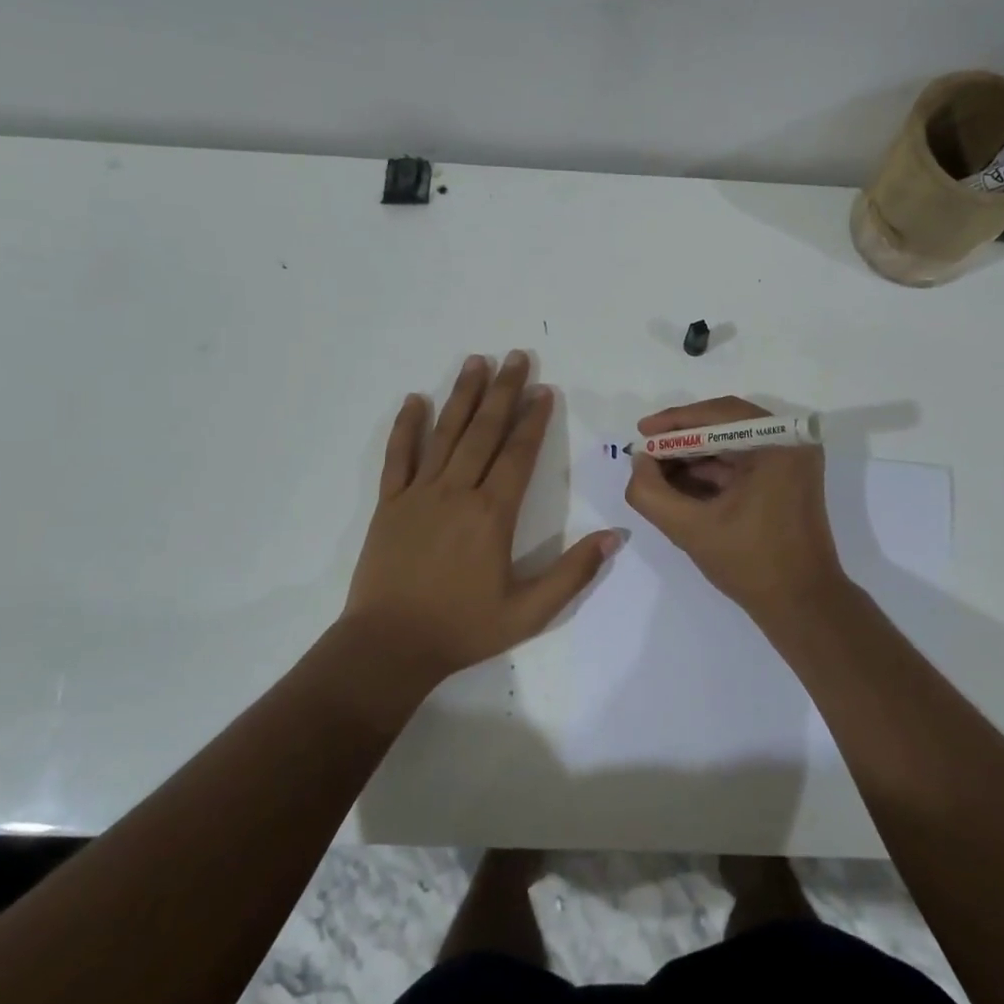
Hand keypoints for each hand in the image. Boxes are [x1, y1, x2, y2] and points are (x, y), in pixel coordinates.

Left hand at [343, 352, 619, 682]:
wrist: (389, 646)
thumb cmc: (463, 629)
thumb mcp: (529, 612)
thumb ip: (573, 573)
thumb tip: (615, 536)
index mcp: (492, 515)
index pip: (518, 454)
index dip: (534, 420)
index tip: (544, 391)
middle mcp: (457, 492)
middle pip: (483, 431)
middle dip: (503, 391)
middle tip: (516, 357)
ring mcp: (418, 494)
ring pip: (444, 433)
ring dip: (462, 395)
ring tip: (475, 361)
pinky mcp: (389, 504)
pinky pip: (397, 456)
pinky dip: (406, 427)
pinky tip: (414, 400)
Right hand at [624, 397, 846, 621]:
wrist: (802, 605)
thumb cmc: (751, 563)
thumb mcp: (691, 528)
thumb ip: (651, 493)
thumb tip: (639, 461)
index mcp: (778, 444)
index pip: (719, 414)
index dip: (675, 421)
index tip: (642, 433)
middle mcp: (791, 443)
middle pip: (725, 426)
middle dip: (682, 441)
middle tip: (646, 454)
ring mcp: (792, 462)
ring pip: (731, 445)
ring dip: (694, 458)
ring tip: (656, 473)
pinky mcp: (787, 481)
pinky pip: (743, 464)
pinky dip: (712, 472)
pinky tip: (680, 486)